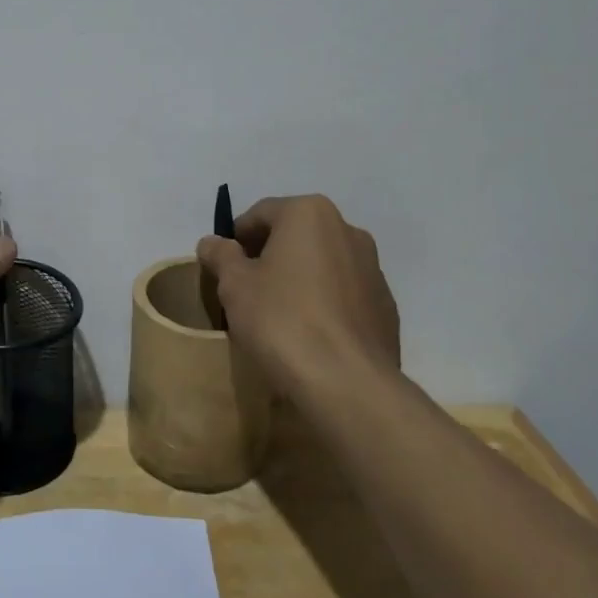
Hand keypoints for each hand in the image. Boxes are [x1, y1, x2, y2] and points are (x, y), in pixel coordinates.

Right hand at [196, 194, 399, 398]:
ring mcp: (373, 269)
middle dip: (269, 256)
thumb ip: (221, 255)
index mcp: (309, 214)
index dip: (236, 238)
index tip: (223, 267)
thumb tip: (212, 242)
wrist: (348, 383)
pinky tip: (309, 334)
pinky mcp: (386, 306)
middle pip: (294, 235)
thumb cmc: (282, 320)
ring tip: (277, 314)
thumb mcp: (234, 285)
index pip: (260, 214)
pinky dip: (324, 303)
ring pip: (321, 264)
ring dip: (298, 278)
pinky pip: (343, 294)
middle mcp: (347, 230)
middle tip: (246, 289)